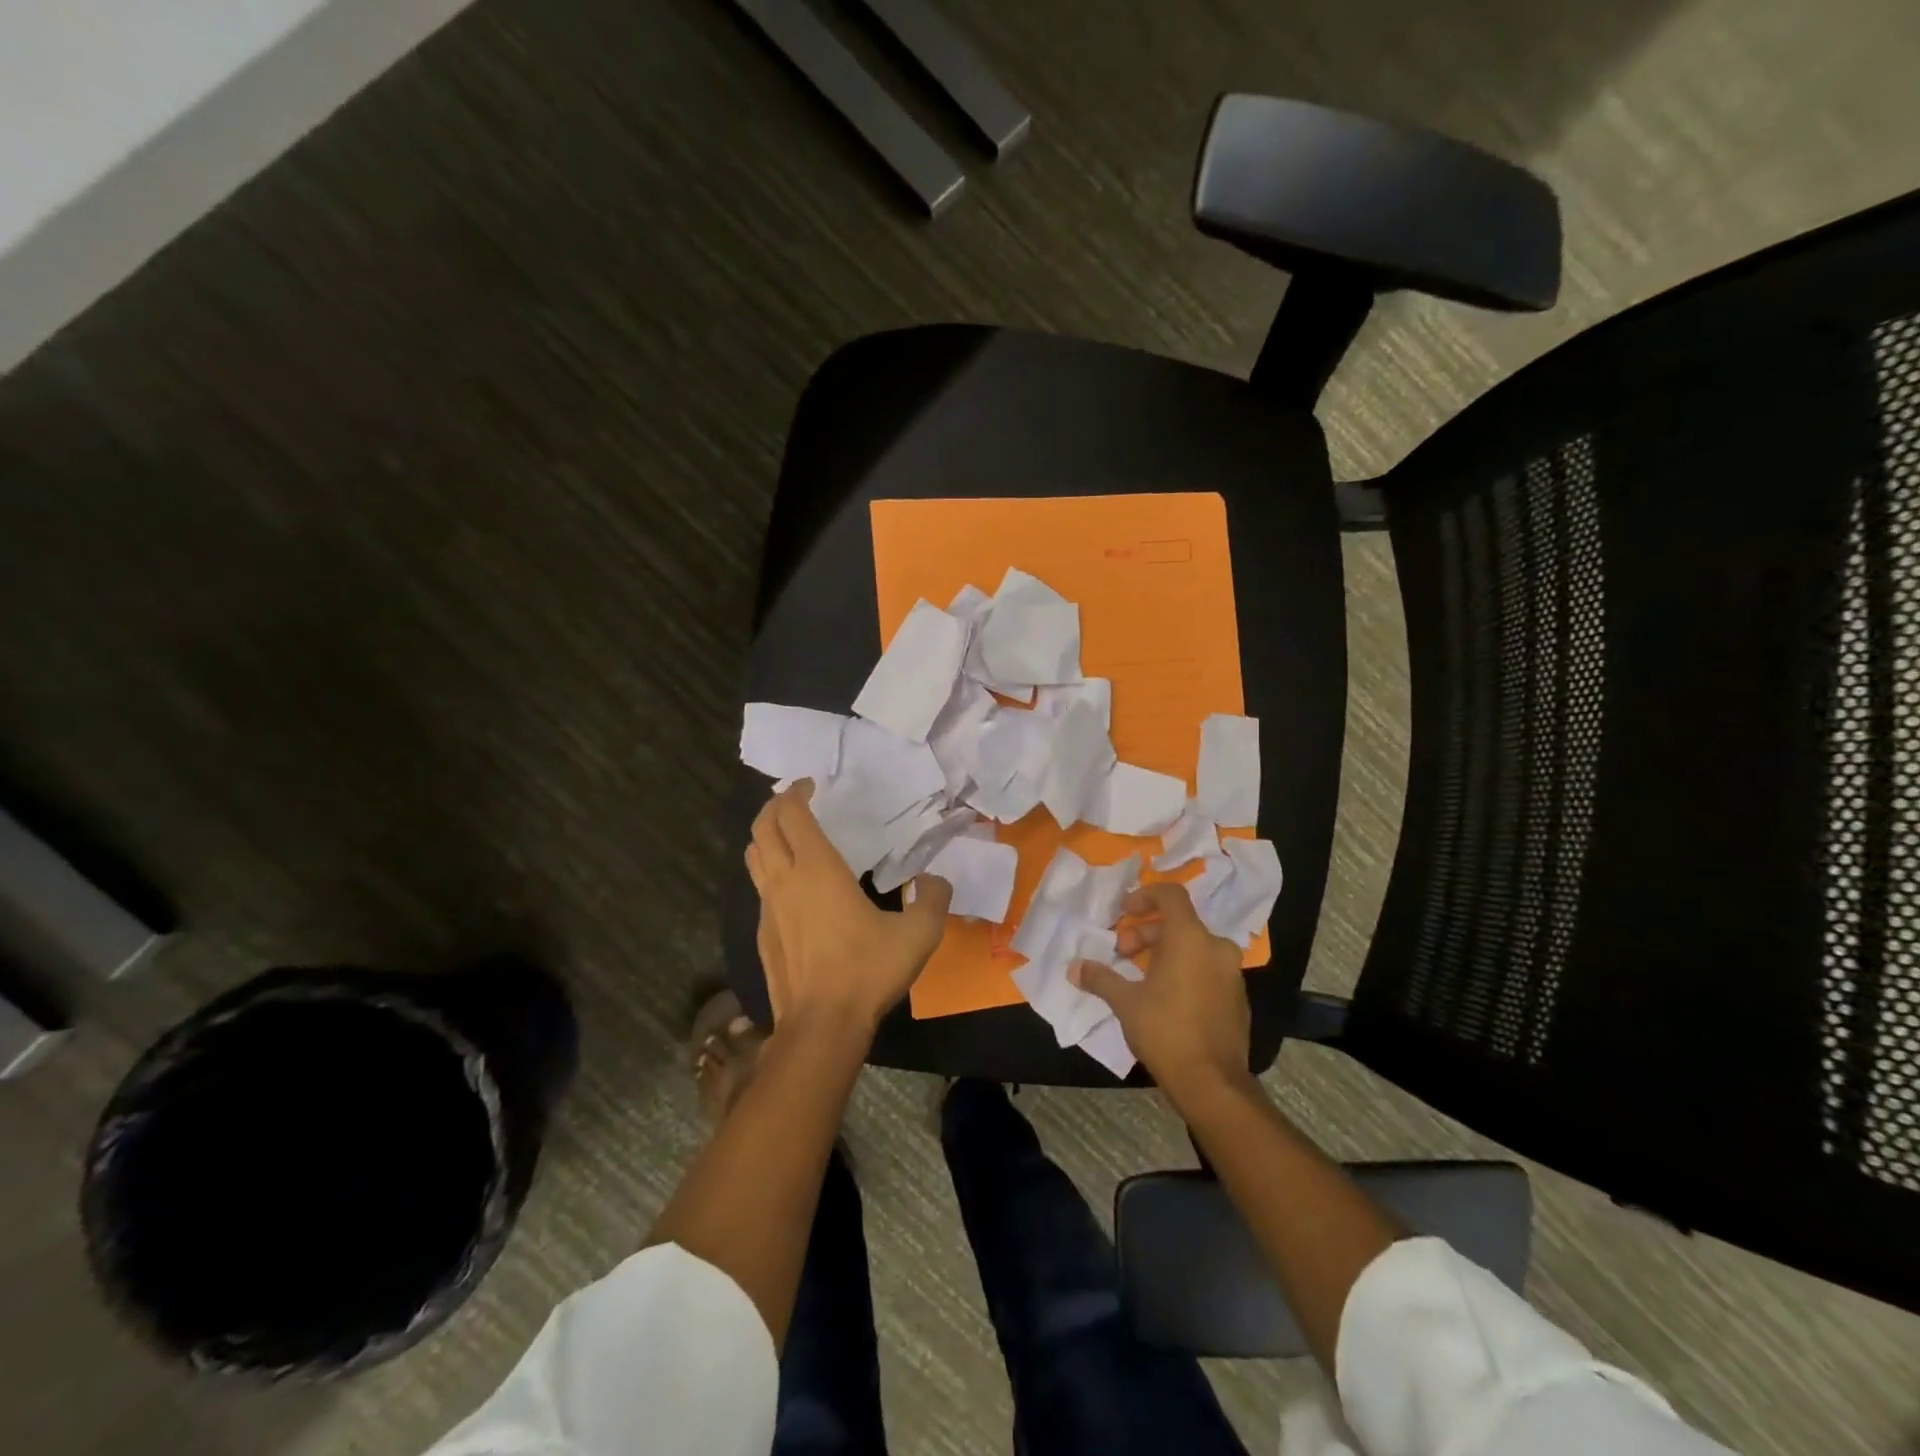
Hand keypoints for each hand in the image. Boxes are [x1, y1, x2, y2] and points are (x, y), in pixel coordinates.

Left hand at [745, 782, 953, 1032]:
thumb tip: (933, 881)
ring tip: (790, 837)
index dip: (796, 792)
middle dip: (775, 806)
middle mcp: (785, 880)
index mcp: (817, 869)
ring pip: (754, 856)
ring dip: (766, 837)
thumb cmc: (868, 970)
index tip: (812, 785)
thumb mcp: (918, 933)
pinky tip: (794, 889)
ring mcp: (768, 908)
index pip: (791, 813)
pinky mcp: (763, 934)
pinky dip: (770, 872)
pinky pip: (760, 889)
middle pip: (762, 827)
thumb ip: (932, 899)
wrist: (822, 1025)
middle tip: (797, 802)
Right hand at [1069, 882, 1250, 1098]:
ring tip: (1139, 977)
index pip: (1171, 895)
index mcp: (1191, 938)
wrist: (1212, 1083)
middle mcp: (1216, 948)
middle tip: (1122, 954)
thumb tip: (1074, 968)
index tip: (1124, 913)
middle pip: (1179, 923)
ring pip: (1194, 947)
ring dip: (1164, 953)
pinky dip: (1184, 971)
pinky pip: (1207, 970)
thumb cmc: (1165, 1030)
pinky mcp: (1237, 999)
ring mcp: (1232, 974)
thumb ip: (1100, 978)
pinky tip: (1164, 997)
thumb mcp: (1125, 1002)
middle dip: (1146, 933)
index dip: (1144, 896)